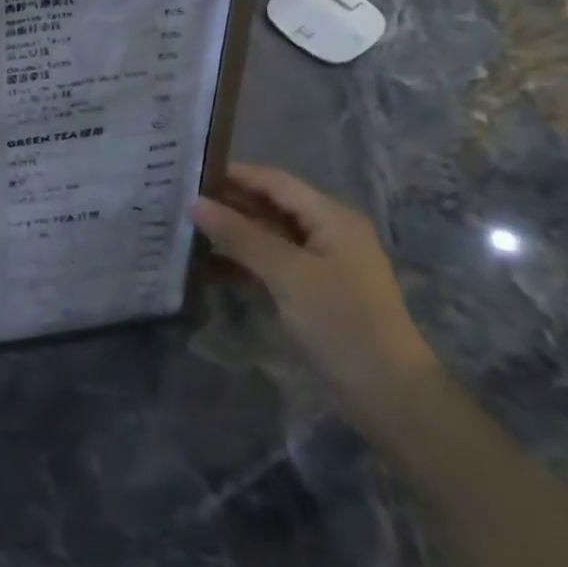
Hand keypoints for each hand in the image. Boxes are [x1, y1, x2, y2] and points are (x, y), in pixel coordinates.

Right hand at [192, 164, 439, 415]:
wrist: (389, 394)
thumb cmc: (342, 322)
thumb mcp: (287, 274)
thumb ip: (240, 235)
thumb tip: (195, 203)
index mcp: (330, 217)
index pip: (274, 181)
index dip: (233, 174)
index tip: (188, 172)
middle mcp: (326, 231)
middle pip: (270, 205)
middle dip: (228, 203)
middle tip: (178, 200)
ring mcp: (319, 262)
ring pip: (267, 235)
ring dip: (231, 232)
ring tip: (184, 228)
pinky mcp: (311, 290)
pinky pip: (270, 263)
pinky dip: (242, 261)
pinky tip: (206, 265)